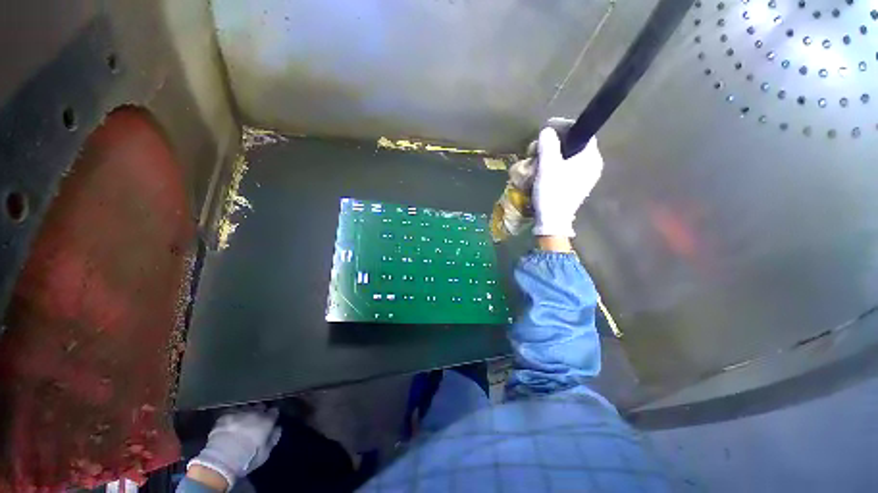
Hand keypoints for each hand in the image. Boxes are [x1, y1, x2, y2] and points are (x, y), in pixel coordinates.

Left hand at [187, 406, 281, 489]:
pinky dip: (233, 415)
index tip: (271, 419)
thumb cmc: (248, 457)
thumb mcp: (266, 453)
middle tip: (256, 419)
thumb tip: (277, 428)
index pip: (274, 411)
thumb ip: (273, 438)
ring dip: (246, 412)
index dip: (272, 415)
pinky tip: (230, 421)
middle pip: (260, 406)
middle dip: (260, 411)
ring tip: (243, 419)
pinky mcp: (225, 415)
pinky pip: (231, 412)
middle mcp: (255, 412)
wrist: (223, 458)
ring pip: (246, 407)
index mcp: (267, 420)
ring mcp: (239, 412)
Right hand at [532, 128, 602, 237]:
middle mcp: (592, 166)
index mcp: (590, 158)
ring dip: (552, 155)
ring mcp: (585, 177)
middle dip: (555, 143)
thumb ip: (548, 145)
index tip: (548, 128)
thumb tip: (547, 130)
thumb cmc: (552, 192)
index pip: (582, 133)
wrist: (553, 221)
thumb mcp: (548, 166)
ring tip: (536, 158)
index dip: (565, 127)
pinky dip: (555, 165)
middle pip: (574, 145)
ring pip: (569, 157)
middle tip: (538, 146)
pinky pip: (566, 169)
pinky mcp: (576, 186)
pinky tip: (542, 169)